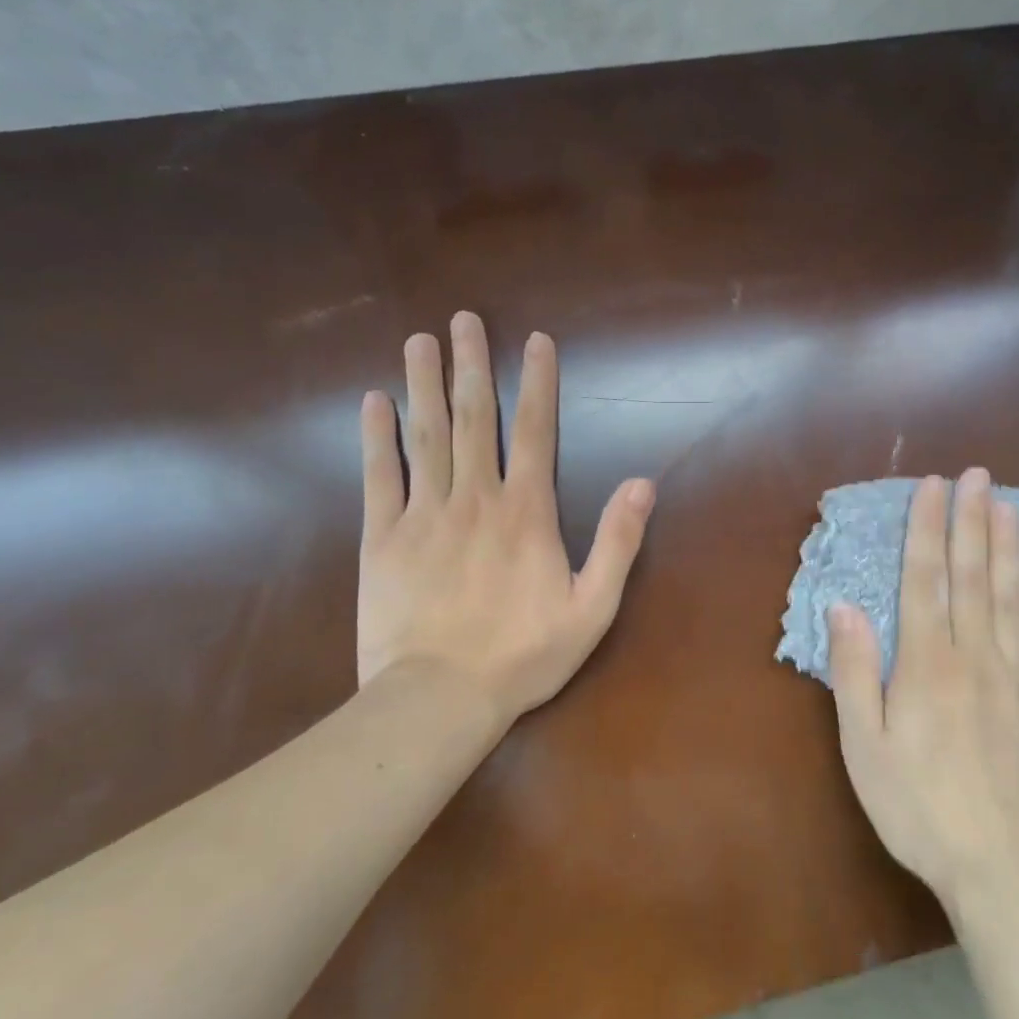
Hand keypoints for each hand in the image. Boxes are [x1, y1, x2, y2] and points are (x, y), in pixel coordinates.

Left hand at [355, 312, 655, 724]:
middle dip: (470, 364)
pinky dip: (376, 437)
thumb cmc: (523, 655)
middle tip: (463, 319)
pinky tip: (373, 401)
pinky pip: (379, 476)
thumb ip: (618, 542)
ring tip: (420, 339)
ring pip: (424, 435)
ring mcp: (424, 513)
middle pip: (473, 418)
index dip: (537, 381)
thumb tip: (644, 484)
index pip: (535, 430)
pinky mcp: (382, 537)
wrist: (439, 699)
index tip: (534, 339)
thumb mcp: (592, 607)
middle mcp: (475, 497)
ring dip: (423, 383)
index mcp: (526, 511)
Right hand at [828, 469, 1018, 920]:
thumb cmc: (917, 806)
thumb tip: (845, 607)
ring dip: (1007, 545)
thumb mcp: (865, 746)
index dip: (928, 528)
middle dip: (971, 520)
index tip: (933, 486)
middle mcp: (974, 656)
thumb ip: (856, 673)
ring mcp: (1016, 677)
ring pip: (1010, 596)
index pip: (925, 579)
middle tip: (977, 475)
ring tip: (1007, 504)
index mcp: (927, 663)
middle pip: (972, 575)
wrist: (1001, 869)